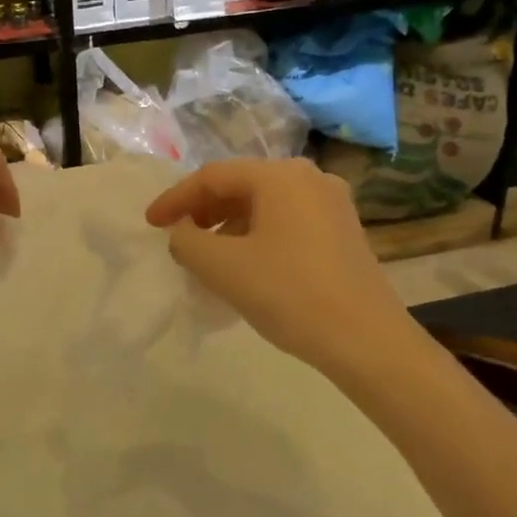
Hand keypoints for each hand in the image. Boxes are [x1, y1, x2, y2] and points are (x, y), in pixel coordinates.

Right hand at [145, 158, 413, 374]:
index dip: (175, 198)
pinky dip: (257, 235)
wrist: (366, 341)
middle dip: (203, 210)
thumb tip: (182, 233)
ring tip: (206, 256)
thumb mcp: (222, 267)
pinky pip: (287, 221)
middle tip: (177, 236)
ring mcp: (332, 204)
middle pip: (241, 185)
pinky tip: (245, 264)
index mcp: (280, 176)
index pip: (213, 176)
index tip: (150, 223)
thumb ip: (187, 241)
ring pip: (265, 204)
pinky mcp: (343, 231)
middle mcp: (309, 178)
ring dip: (229, 225)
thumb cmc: (289, 294)